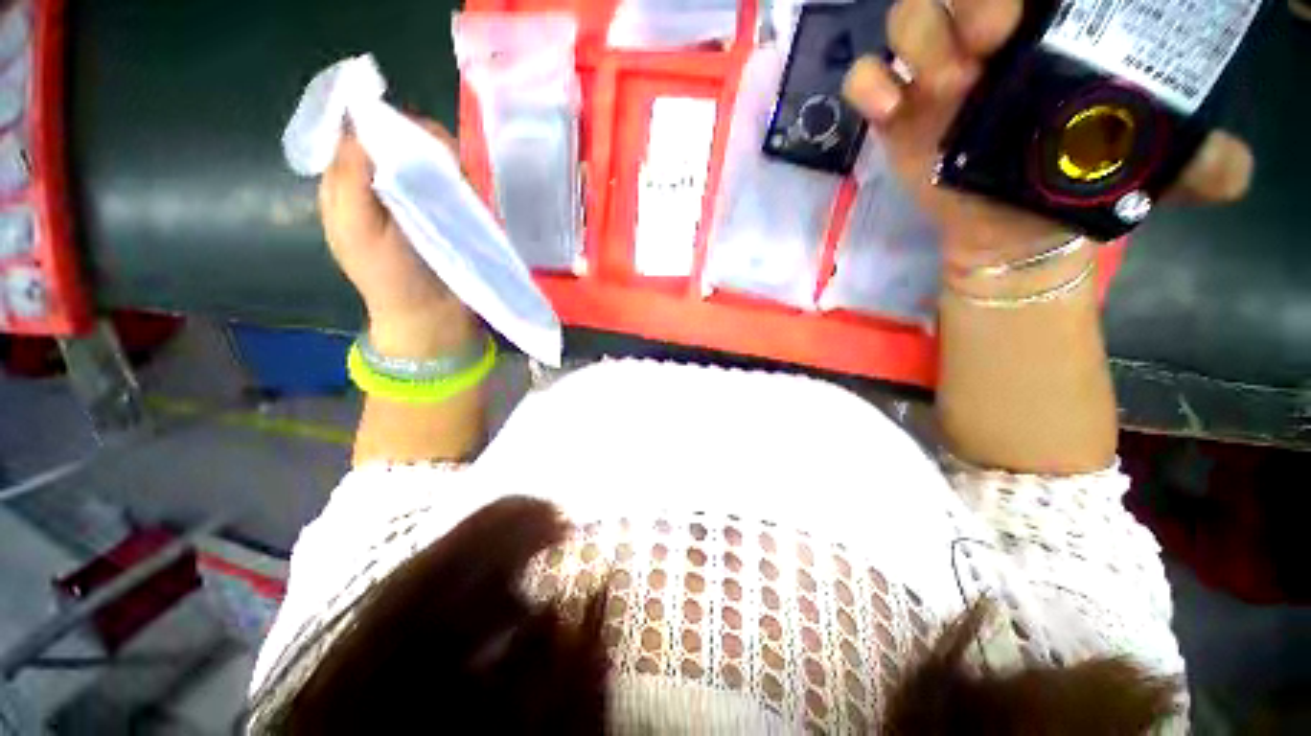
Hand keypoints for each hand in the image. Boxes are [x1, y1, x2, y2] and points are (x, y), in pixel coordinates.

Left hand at [320, 120, 475, 356]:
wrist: (433, 316)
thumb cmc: (390, 277)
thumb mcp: (356, 227)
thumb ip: (351, 175)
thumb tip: (364, 122)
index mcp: (348, 185)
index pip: (358, 133)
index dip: (380, 122)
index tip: (408, 132)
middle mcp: (383, 185)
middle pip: (398, 140)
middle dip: (420, 141)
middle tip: (443, 159)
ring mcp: (419, 198)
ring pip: (431, 158)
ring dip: (446, 161)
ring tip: (460, 177)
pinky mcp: (450, 212)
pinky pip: (455, 182)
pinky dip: (463, 179)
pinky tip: (469, 189)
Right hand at [841, 0, 1254, 267]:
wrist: (1009, 227)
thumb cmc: (1072, 184)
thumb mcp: (1143, 169)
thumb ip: (1195, 162)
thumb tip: (1231, 172)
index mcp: (1049, 30)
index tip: (1034, 6)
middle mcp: (989, 37)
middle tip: (991, 40)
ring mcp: (937, 70)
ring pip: (908, 16)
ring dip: (920, 39)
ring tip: (948, 87)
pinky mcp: (899, 110)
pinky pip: (865, 78)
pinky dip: (867, 84)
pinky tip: (889, 108)